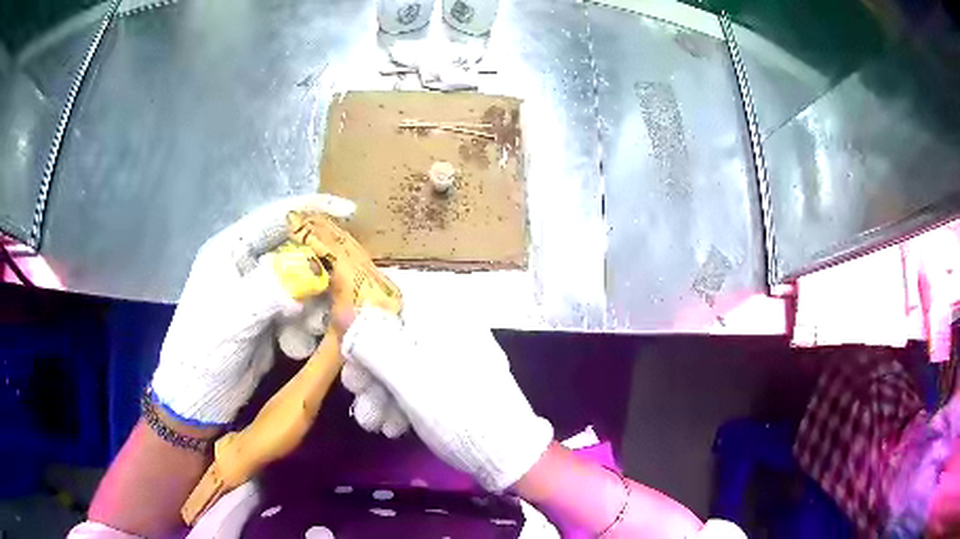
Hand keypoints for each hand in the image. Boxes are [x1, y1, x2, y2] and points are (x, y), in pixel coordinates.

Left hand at [150, 194, 353, 425]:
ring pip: (303, 281)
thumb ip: (271, 289)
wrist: (200, 396)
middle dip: (323, 261)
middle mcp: (249, 264)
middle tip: (351, 276)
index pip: (276, 217)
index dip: (313, 209)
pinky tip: (305, 340)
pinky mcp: (272, 318)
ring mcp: (262, 292)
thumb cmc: (204, 348)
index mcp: (232, 249)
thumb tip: (315, 273)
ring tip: (320, 323)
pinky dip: (310, 321)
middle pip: (296, 248)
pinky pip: (302, 309)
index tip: (350, 213)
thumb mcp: (233, 316)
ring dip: (318, 299)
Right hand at [337, 305, 553, 491]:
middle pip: (390, 336)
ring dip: (378, 393)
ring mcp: (448, 360)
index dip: (363, 322)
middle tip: (355, 392)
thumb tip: (341, 310)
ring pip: (398, 364)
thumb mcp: (409, 379)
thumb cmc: (458, 412)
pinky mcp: (448, 385)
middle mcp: (446, 331)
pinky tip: (392, 428)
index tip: (347, 350)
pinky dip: (398, 403)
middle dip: (367, 368)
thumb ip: (372, 344)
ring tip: (372, 422)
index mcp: (442, 317)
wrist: (506, 455)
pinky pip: (414, 384)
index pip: (392, 300)